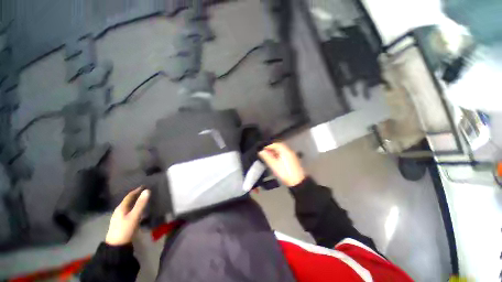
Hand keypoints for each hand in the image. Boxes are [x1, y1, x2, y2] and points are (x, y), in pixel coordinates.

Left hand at [105, 188, 149, 245]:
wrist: (116, 245)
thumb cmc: (125, 229)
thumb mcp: (134, 216)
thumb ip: (141, 204)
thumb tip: (147, 190)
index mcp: (121, 207)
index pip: (129, 196)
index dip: (137, 190)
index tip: (144, 186)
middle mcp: (119, 210)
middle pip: (128, 200)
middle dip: (136, 195)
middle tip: (145, 192)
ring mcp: (119, 217)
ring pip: (128, 206)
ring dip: (135, 201)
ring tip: (143, 199)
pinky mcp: (121, 222)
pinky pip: (128, 211)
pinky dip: (134, 207)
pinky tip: (137, 210)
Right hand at [259, 142, 305, 186]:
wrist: (297, 182)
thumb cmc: (286, 173)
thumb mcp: (274, 165)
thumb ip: (267, 157)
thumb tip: (261, 152)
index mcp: (285, 151)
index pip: (276, 144)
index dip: (269, 146)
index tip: (264, 149)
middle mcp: (290, 152)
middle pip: (280, 147)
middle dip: (272, 149)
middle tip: (266, 152)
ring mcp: (292, 156)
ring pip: (282, 151)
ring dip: (275, 152)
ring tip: (269, 157)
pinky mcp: (293, 161)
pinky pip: (285, 155)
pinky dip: (279, 155)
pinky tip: (276, 160)